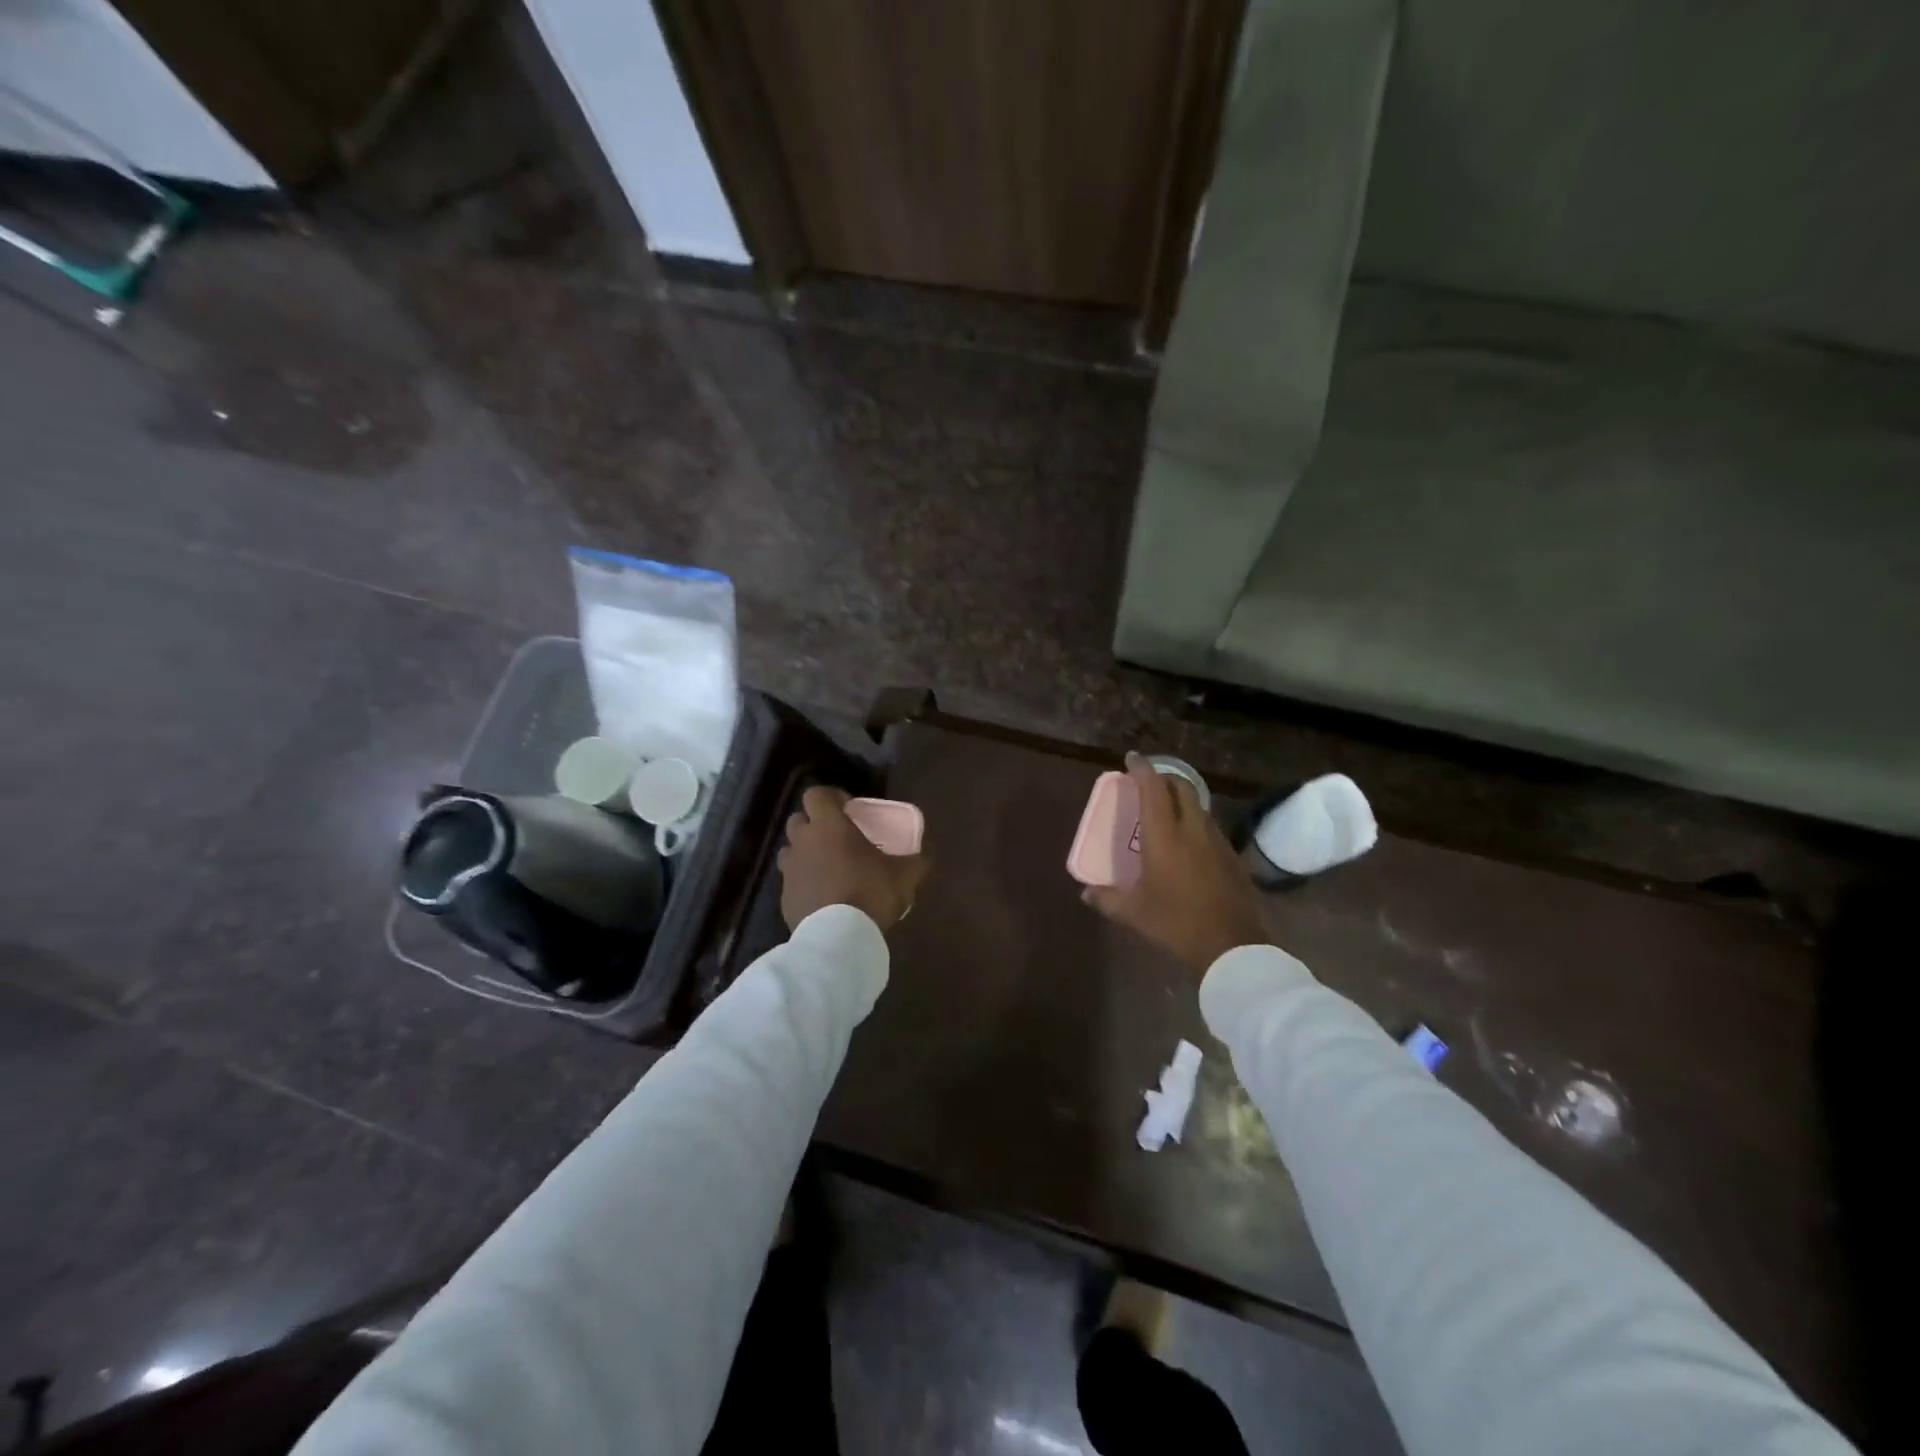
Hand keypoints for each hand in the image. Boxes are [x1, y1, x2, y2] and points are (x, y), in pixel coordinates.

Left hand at [778, 786, 928, 932]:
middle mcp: (803, 842)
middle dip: (814, 823)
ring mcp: (790, 870)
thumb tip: (926, 855)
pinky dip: (803, 883)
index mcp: (830, 826)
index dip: (830, 797)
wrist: (838, 938)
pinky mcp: (784, 897)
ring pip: (790, 850)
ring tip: (826, 867)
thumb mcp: (904, 876)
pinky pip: (791, 881)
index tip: (847, 808)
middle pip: (798, 819)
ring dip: (805, 853)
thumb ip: (916, 861)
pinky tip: (822, 896)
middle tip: (836, 837)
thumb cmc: (870, 893)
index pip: (816, 794)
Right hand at [1082, 754, 1271, 974]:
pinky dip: (1194, 820)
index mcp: (1164, 836)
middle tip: (1148, 783)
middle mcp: (1192, 829)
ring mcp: (1216, 841)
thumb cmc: (1176, 923)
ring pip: (1198, 805)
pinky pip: (1209, 826)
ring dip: (1181, 799)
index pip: (1153, 788)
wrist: (1233, 946)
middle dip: (1164, 778)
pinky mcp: (1232, 856)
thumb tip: (1086, 893)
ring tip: (1166, 810)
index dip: (1142, 769)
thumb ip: (1107, 899)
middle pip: (1181, 787)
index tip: (1132, 758)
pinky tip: (1188, 841)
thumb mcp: (1134, 913)